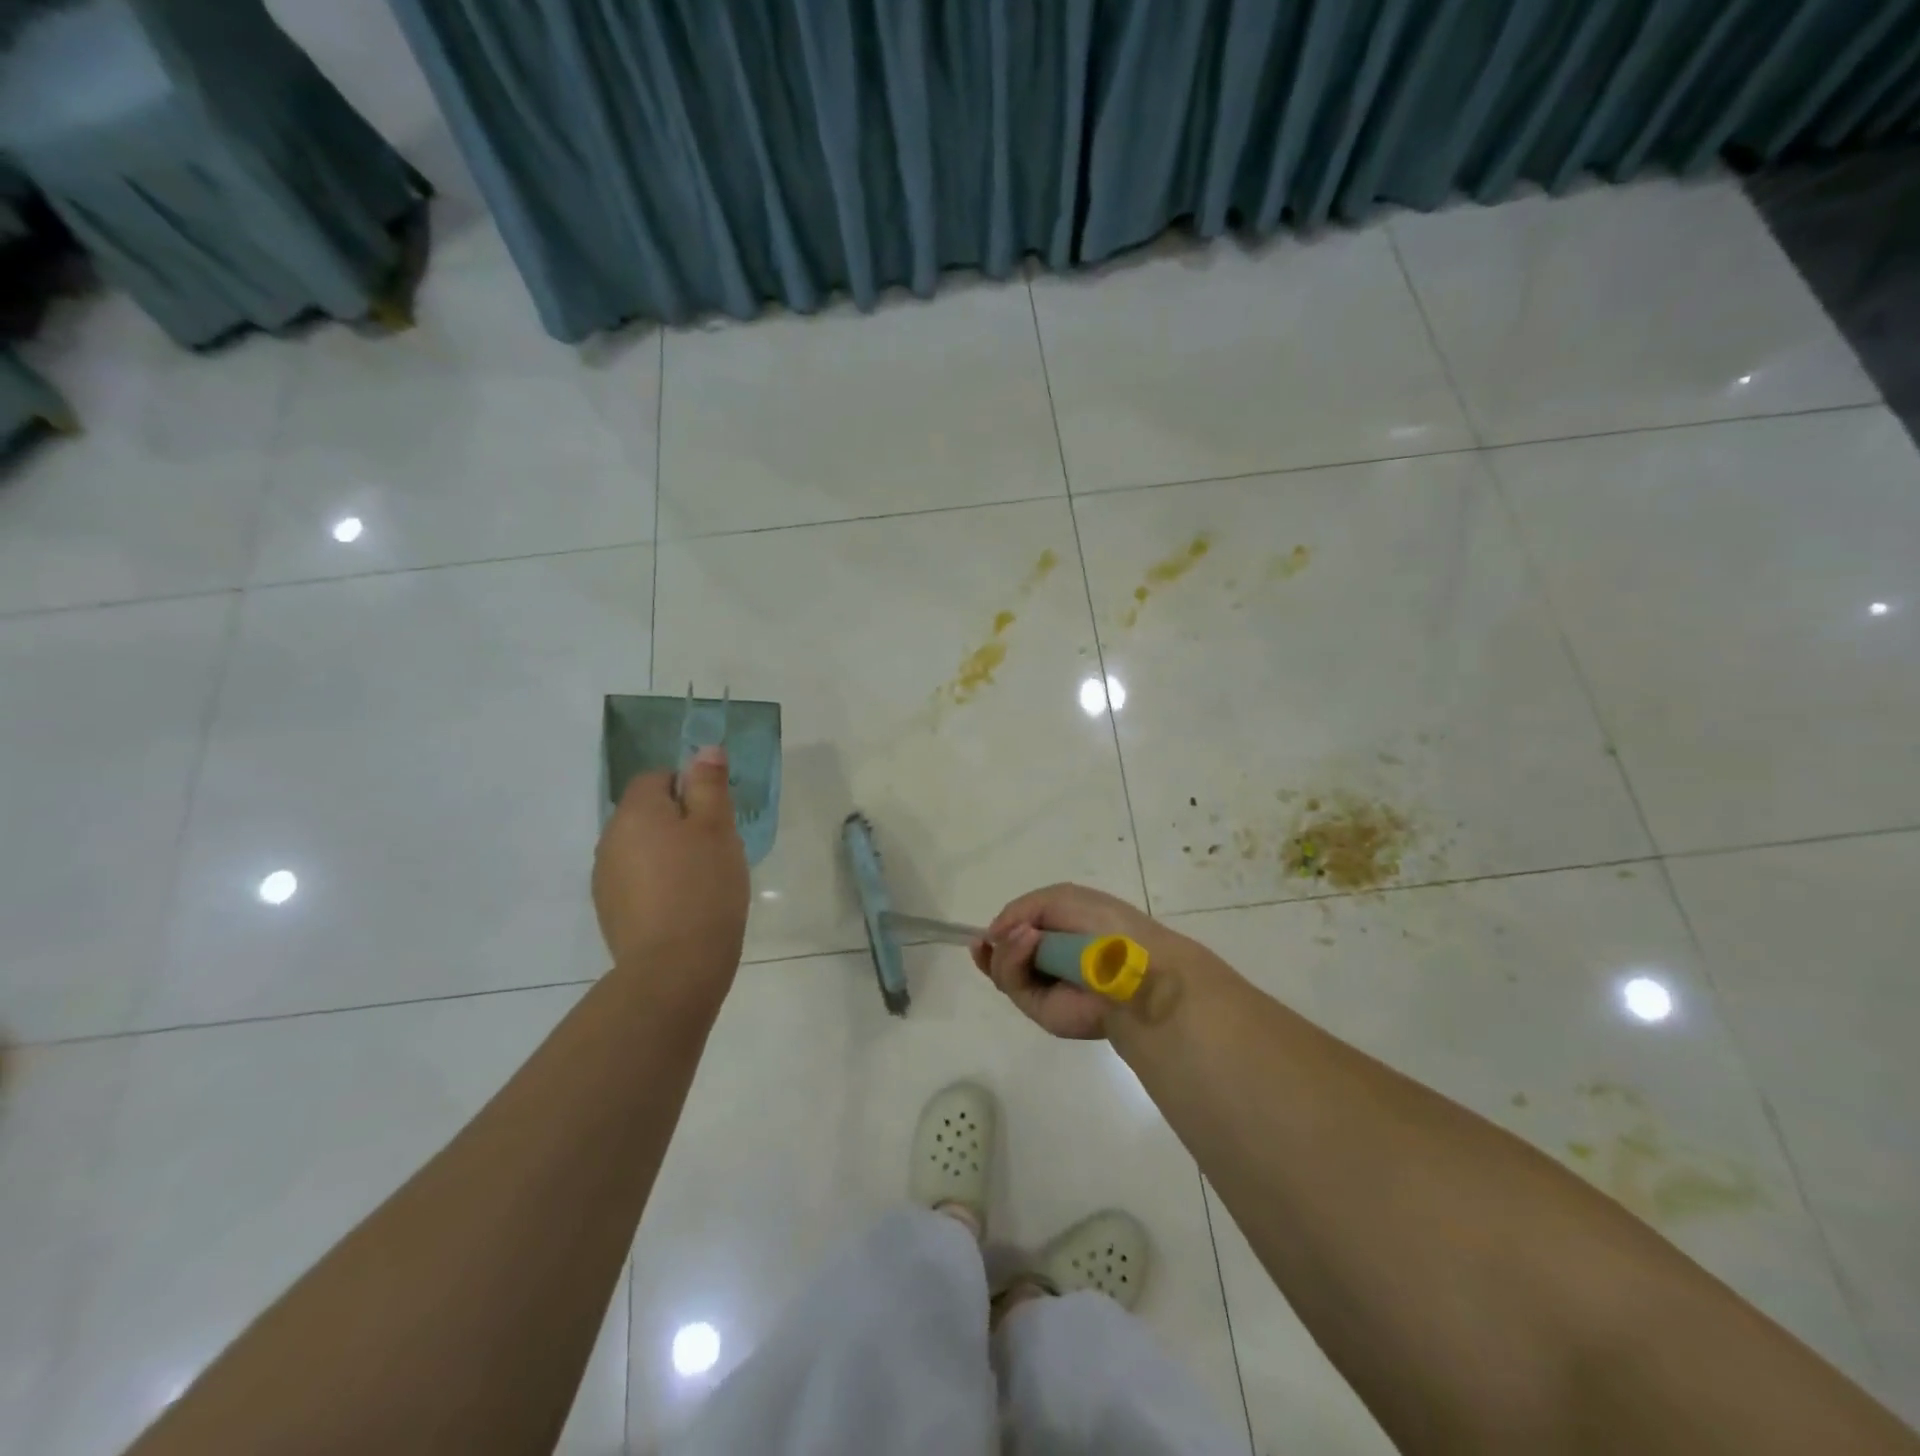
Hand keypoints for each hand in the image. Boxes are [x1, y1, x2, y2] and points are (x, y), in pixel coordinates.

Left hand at [593, 747, 748, 991]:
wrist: (674, 966)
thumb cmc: (703, 887)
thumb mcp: (717, 828)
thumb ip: (709, 785)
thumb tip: (704, 749)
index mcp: (636, 812)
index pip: (656, 777)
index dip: (689, 788)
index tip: (715, 816)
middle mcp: (610, 838)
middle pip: (647, 813)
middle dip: (679, 822)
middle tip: (716, 847)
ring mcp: (604, 877)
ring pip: (641, 847)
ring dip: (667, 853)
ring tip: (702, 879)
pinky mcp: (609, 909)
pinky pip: (636, 879)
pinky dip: (657, 882)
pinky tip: (683, 905)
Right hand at [970, 883, 1208, 1038]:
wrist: (1133, 966)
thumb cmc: (1104, 924)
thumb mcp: (1059, 898)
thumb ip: (1019, 910)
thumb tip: (992, 935)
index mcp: (1060, 934)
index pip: (1019, 935)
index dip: (1001, 930)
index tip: (987, 929)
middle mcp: (1049, 961)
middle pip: (1003, 956)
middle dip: (994, 945)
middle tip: (992, 936)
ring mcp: (1044, 986)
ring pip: (1002, 970)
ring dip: (1006, 948)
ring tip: (1026, 935)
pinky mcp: (1039, 1008)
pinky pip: (1012, 984)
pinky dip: (1012, 960)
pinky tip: (1028, 942)